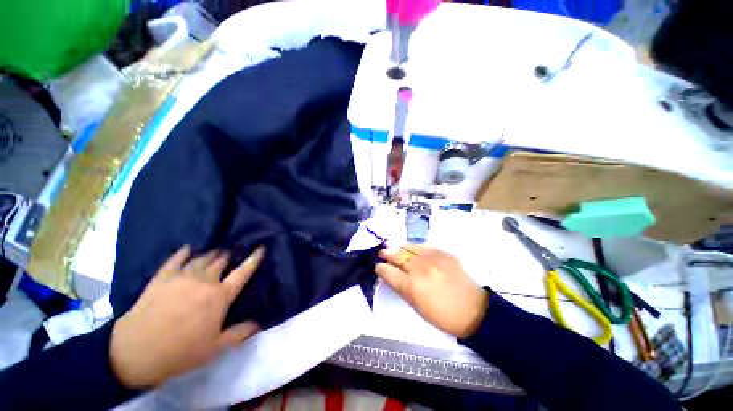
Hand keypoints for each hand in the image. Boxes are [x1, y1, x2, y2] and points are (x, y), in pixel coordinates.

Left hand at [110, 245, 264, 388]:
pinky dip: (182, 253)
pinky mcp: (161, 279)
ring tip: (216, 251)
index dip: (253, 259)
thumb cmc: (180, 352)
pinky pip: (174, 260)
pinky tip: (187, 249)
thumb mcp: (215, 348)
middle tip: (232, 253)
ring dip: (211, 253)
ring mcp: (181, 278)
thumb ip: (240, 333)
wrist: (135, 352)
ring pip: (201, 258)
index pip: (243, 272)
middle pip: (221, 261)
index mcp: (220, 296)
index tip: (261, 248)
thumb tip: (259, 324)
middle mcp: (204, 281)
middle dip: (229, 255)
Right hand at [376, 245, 488, 337]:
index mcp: (412, 286)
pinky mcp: (444, 253)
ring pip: (409, 247)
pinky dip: (414, 247)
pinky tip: (410, 249)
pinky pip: (423, 246)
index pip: (388, 272)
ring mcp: (433, 258)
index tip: (377, 266)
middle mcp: (420, 269)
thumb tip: (389, 273)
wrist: (473, 310)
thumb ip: (400, 287)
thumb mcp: (416, 306)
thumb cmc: (442, 315)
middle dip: (386, 254)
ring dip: (398, 248)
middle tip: (381, 253)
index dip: (380, 268)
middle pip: (397, 256)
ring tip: (393, 248)